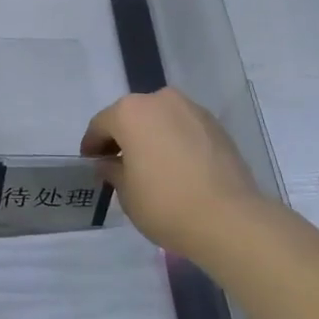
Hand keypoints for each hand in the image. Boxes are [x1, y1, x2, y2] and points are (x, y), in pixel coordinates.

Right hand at [81, 89, 263, 261]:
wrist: (228, 218)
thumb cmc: (164, 203)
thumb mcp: (126, 192)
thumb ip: (112, 170)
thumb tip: (108, 163)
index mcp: (131, 112)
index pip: (101, 124)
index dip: (92, 145)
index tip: (90, 162)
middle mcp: (161, 100)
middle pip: (132, 116)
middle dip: (122, 137)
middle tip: (117, 163)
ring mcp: (193, 110)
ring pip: (161, 119)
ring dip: (150, 137)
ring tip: (149, 166)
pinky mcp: (216, 126)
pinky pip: (184, 129)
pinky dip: (174, 141)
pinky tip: (175, 167)